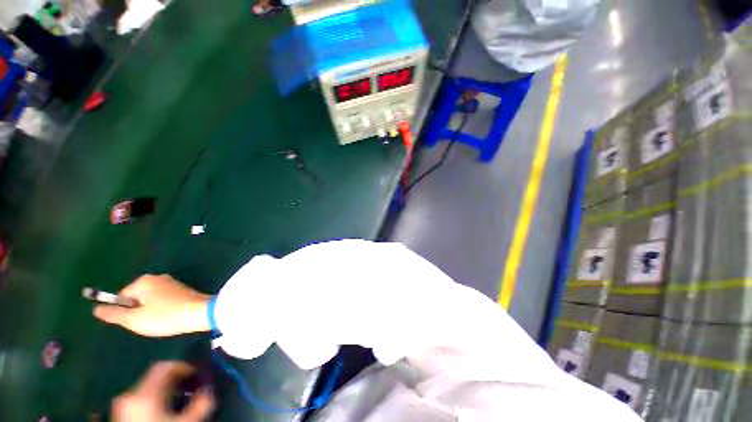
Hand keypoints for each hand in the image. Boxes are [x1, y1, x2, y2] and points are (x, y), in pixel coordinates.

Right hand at [94, 274, 210, 336]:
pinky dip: (163, 308)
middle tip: (149, 321)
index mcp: (143, 281)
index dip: (126, 311)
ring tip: (160, 319)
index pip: (122, 297)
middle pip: (136, 297)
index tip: (136, 320)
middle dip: (138, 310)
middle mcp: (157, 277)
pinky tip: (170, 315)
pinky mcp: (181, 288)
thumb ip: (114, 314)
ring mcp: (171, 282)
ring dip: (151, 310)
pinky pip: (163, 299)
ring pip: (150, 299)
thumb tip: (96, 308)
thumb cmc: (164, 316)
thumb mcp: (134, 319)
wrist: (199, 312)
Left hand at [112, 361, 214, 421]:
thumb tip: (208, 390)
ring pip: (148, 389)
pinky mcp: (120, 414)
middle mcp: (129, 394)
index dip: (184, 364)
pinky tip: (166, 409)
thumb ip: (200, 404)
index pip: (165, 366)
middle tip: (192, 385)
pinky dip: (156, 399)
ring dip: (166, 390)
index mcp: (143, 393)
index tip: (198, 371)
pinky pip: (141, 399)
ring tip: (181, 399)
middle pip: (156, 377)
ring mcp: (122, 405)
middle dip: (176, 379)